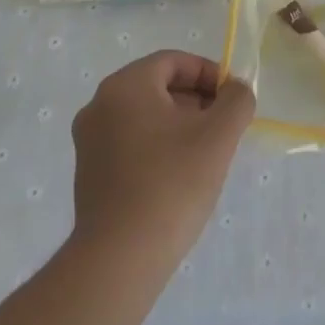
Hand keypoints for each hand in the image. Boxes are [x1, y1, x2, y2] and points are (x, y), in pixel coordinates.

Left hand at [70, 51, 255, 267]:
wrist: (118, 262)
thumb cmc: (171, 185)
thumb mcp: (218, 135)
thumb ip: (236, 100)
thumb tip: (236, 90)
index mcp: (125, 85)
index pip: (174, 62)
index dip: (209, 75)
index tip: (232, 100)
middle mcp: (99, 104)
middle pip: (158, 86)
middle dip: (195, 101)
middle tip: (222, 128)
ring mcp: (89, 141)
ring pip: (145, 116)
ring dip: (178, 125)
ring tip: (204, 155)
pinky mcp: (88, 174)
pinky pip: (130, 143)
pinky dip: (157, 147)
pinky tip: (178, 178)